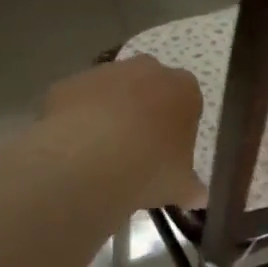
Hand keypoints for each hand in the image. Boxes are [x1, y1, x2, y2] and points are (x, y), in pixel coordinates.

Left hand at [39, 55, 205, 208]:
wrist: (88, 162)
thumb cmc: (150, 169)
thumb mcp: (181, 186)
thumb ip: (192, 188)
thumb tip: (198, 196)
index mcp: (183, 89)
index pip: (188, 102)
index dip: (178, 128)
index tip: (169, 153)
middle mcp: (146, 70)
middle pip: (150, 89)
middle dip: (145, 113)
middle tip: (138, 152)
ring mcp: (104, 72)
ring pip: (112, 92)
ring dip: (110, 115)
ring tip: (103, 156)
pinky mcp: (69, 84)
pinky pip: (79, 103)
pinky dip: (79, 121)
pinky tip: (76, 151)